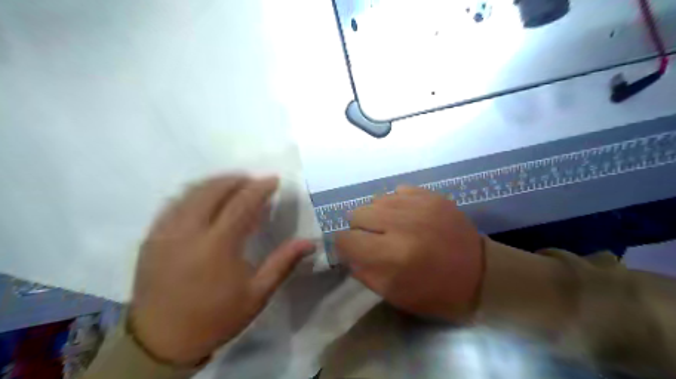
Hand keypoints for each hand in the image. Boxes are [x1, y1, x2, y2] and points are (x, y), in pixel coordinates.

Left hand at [130, 176, 315, 365]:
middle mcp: (188, 232)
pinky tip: (205, 199)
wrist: (162, 342)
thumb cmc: (216, 317)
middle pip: (213, 190)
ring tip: (233, 185)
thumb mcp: (257, 294)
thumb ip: (283, 263)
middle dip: (236, 180)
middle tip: (253, 181)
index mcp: (217, 246)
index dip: (260, 188)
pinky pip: (173, 204)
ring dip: (215, 183)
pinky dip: (194, 194)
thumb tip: (310, 243)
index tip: (274, 180)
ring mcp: (165, 232)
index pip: (241, 203)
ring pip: (191, 193)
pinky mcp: (151, 238)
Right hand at [335, 185, 482, 320]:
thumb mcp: (393, 293)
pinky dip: (396, 204)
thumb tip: (346, 251)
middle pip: (357, 213)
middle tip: (373, 239)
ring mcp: (419, 205)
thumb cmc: (434, 292)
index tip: (353, 250)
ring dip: (377, 215)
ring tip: (391, 227)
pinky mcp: (432, 196)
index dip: (345, 245)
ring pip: (376, 200)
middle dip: (359, 228)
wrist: (480, 274)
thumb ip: (362, 271)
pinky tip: (406, 216)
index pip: (346, 239)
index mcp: (392, 255)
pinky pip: (398, 191)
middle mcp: (403, 224)